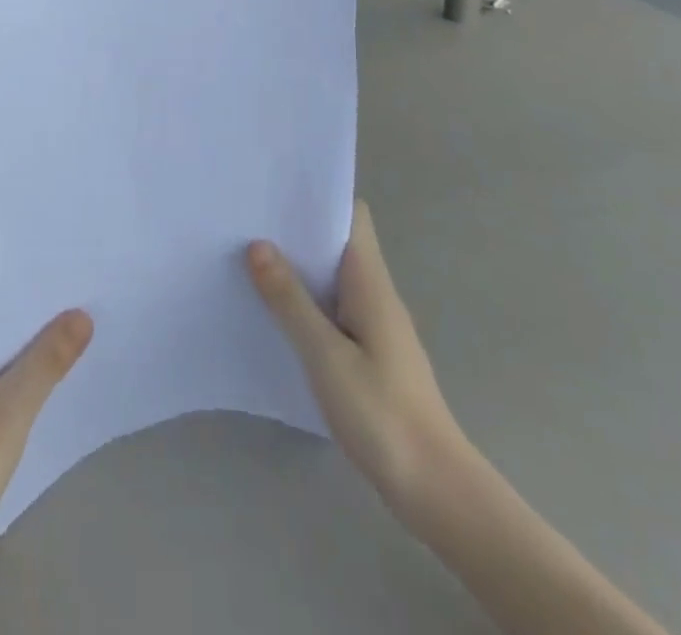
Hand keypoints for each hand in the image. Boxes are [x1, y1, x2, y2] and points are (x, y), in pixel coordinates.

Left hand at [0, 310, 93, 600]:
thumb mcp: (12, 408)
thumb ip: (48, 359)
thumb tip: (82, 314)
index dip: (18, 293)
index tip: (56, 278)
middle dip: (27, 324)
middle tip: (73, 303)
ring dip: (22, 356)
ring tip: (69, 335)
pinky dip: (13, 385)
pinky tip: (45, 383)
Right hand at [247, 199, 463, 515]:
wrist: (435, 491)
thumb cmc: (381, 413)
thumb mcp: (325, 354)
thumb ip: (290, 299)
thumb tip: (257, 244)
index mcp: (370, 282)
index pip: (352, 216)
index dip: (318, 197)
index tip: (275, 189)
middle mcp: (375, 294)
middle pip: (336, 243)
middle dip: (296, 230)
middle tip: (246, 219)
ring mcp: (374, 326)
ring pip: (331, 278)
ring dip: (297, 267)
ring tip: (247, 258)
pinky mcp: (368, 355)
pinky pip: (332, 310)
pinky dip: (304, 302)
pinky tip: (273, 313)